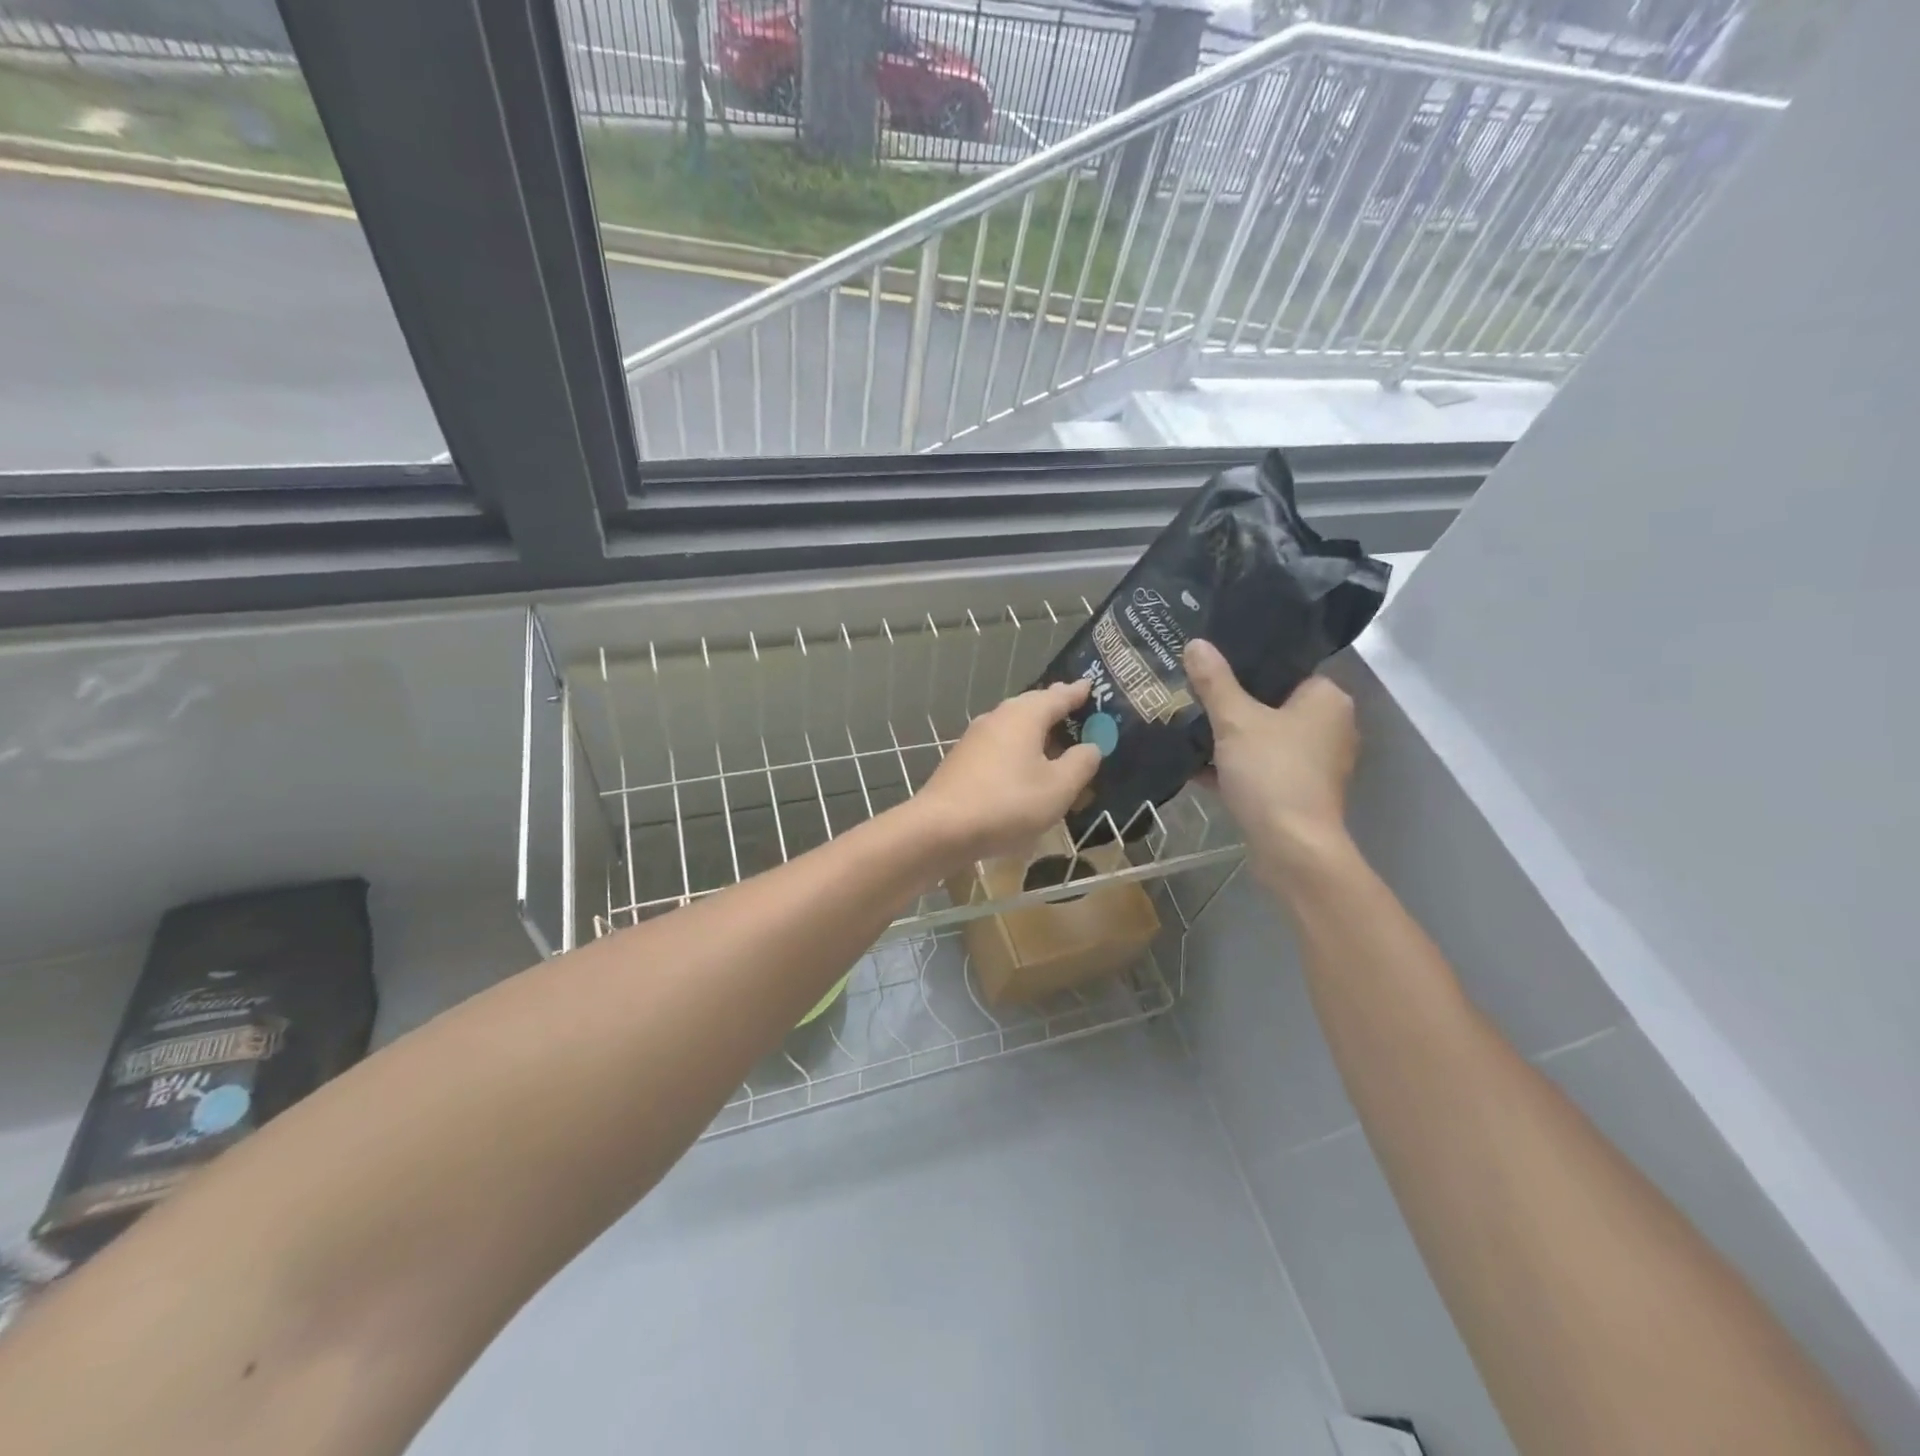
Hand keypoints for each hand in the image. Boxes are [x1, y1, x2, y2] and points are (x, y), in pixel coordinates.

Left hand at [908, 680, 1102, 868]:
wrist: (941, 827)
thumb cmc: (1007, 803)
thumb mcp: (1058, 788)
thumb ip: (1080, 763)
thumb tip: (1091, 746)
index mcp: (1024, 716)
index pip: (1058, 695)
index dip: (1078, 693)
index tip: (1090, 686)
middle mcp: (998, 718)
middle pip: (1032, 707)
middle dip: (1055, 709)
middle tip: (1076, 711)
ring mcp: (976, 738)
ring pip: (1014, 727)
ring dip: (1036, 732)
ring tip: (1055, 742)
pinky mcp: (963, 760)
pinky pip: (1000, 746)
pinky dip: (1019, 750)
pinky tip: (1025, 768)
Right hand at [1184, 639, 1357, 885]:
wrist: (1290, 847)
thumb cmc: (1272, 772)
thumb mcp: (1235, 720)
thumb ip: (1215, 682)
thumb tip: (1195, 643)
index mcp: (1327, 699)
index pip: (1286, 666)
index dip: (1247, 663)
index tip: (1210, 662)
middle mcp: (1329, 726)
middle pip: (1272, 703)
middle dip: (1232, 702)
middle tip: (1192, 690)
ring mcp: (1314, 762)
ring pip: (1264, 737)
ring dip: (1229, 736)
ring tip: (1187, 724)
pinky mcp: (1298, 791)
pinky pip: (1260, 767)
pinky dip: (1233, 766)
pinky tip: (1193, 765)